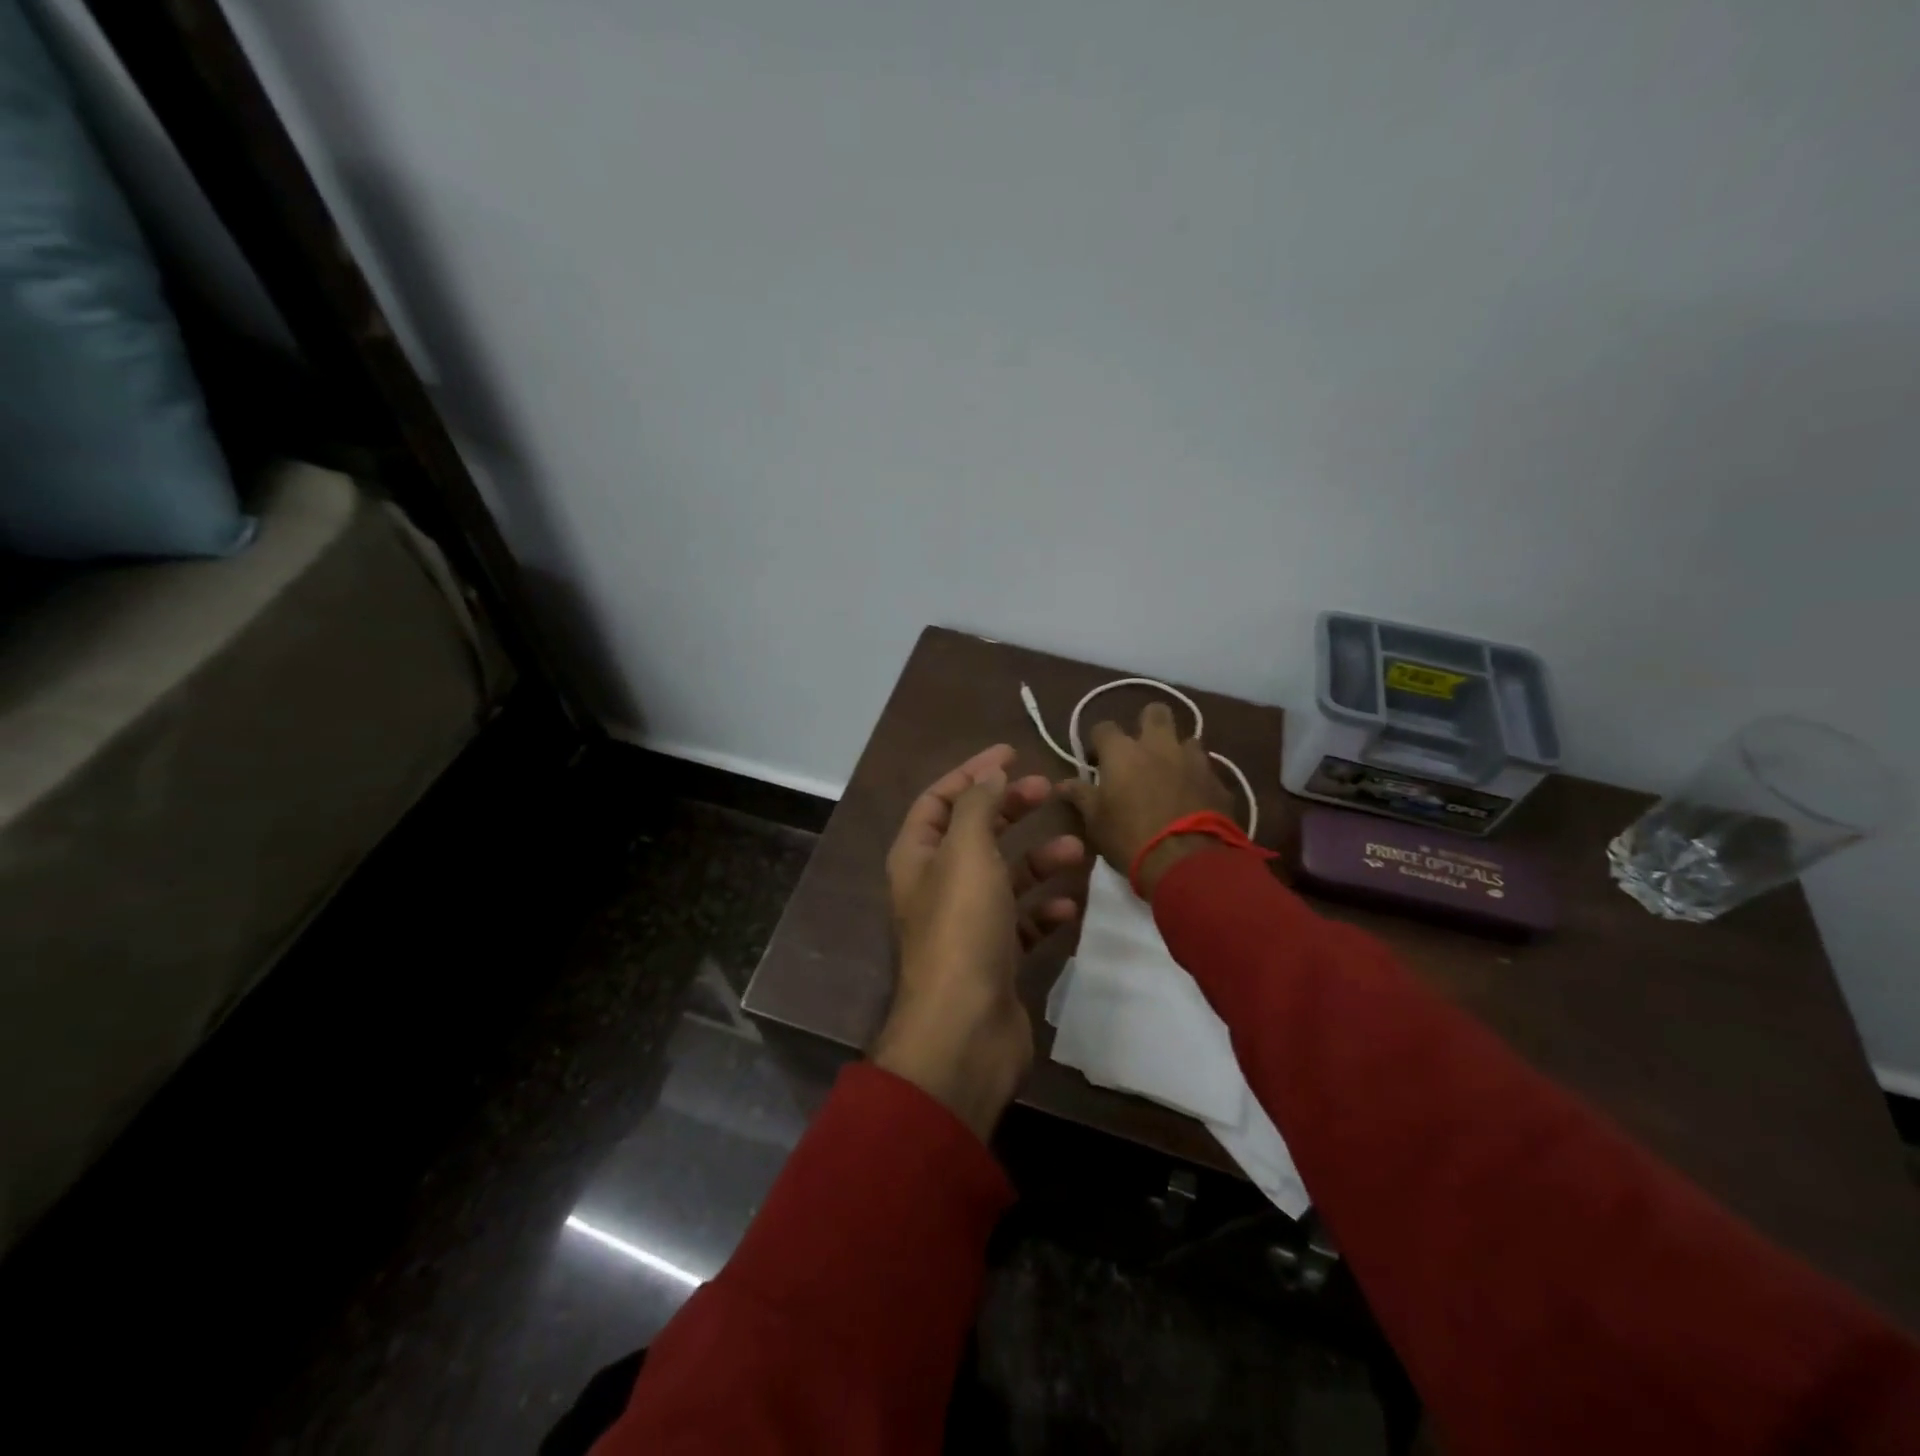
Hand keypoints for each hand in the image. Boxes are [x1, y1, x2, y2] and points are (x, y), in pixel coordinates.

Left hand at [876, 745, 1085, 1139]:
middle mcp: (938, 886)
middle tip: (1050, 789)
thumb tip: (990, 772)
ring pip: (1005, 877)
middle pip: (975, 832)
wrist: (965, 1030)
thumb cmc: (962, 928)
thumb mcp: (967, 852)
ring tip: (1077, 849)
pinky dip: (1044, 910)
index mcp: (917, 856)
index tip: (1012, 752)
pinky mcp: (995, 957)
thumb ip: (979, 807)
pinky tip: (1070, 906)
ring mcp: (967, 923)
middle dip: (1011, 808)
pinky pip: (1023, 922)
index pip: (939, 799)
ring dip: (1038, 860)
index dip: (972, 772)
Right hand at [1057, 702, 1236, 896]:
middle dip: (1147, 724)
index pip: (1104, 727)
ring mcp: (1194, 760)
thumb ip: (1080, 796)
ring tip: (1170, 776)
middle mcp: (1159, 745)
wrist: (1188, 863)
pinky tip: (1193, 799)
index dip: (1098, 742)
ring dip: (1177, 752)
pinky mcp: (1219, 781)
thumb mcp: (1095, 821)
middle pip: (1155, 712)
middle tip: (1140, 751)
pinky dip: (1197, 779)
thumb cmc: (1129, 838)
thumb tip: (1062, 785)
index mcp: (1122, 751)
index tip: (1097, 762)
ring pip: (1186, 740)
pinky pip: (1206, 770)